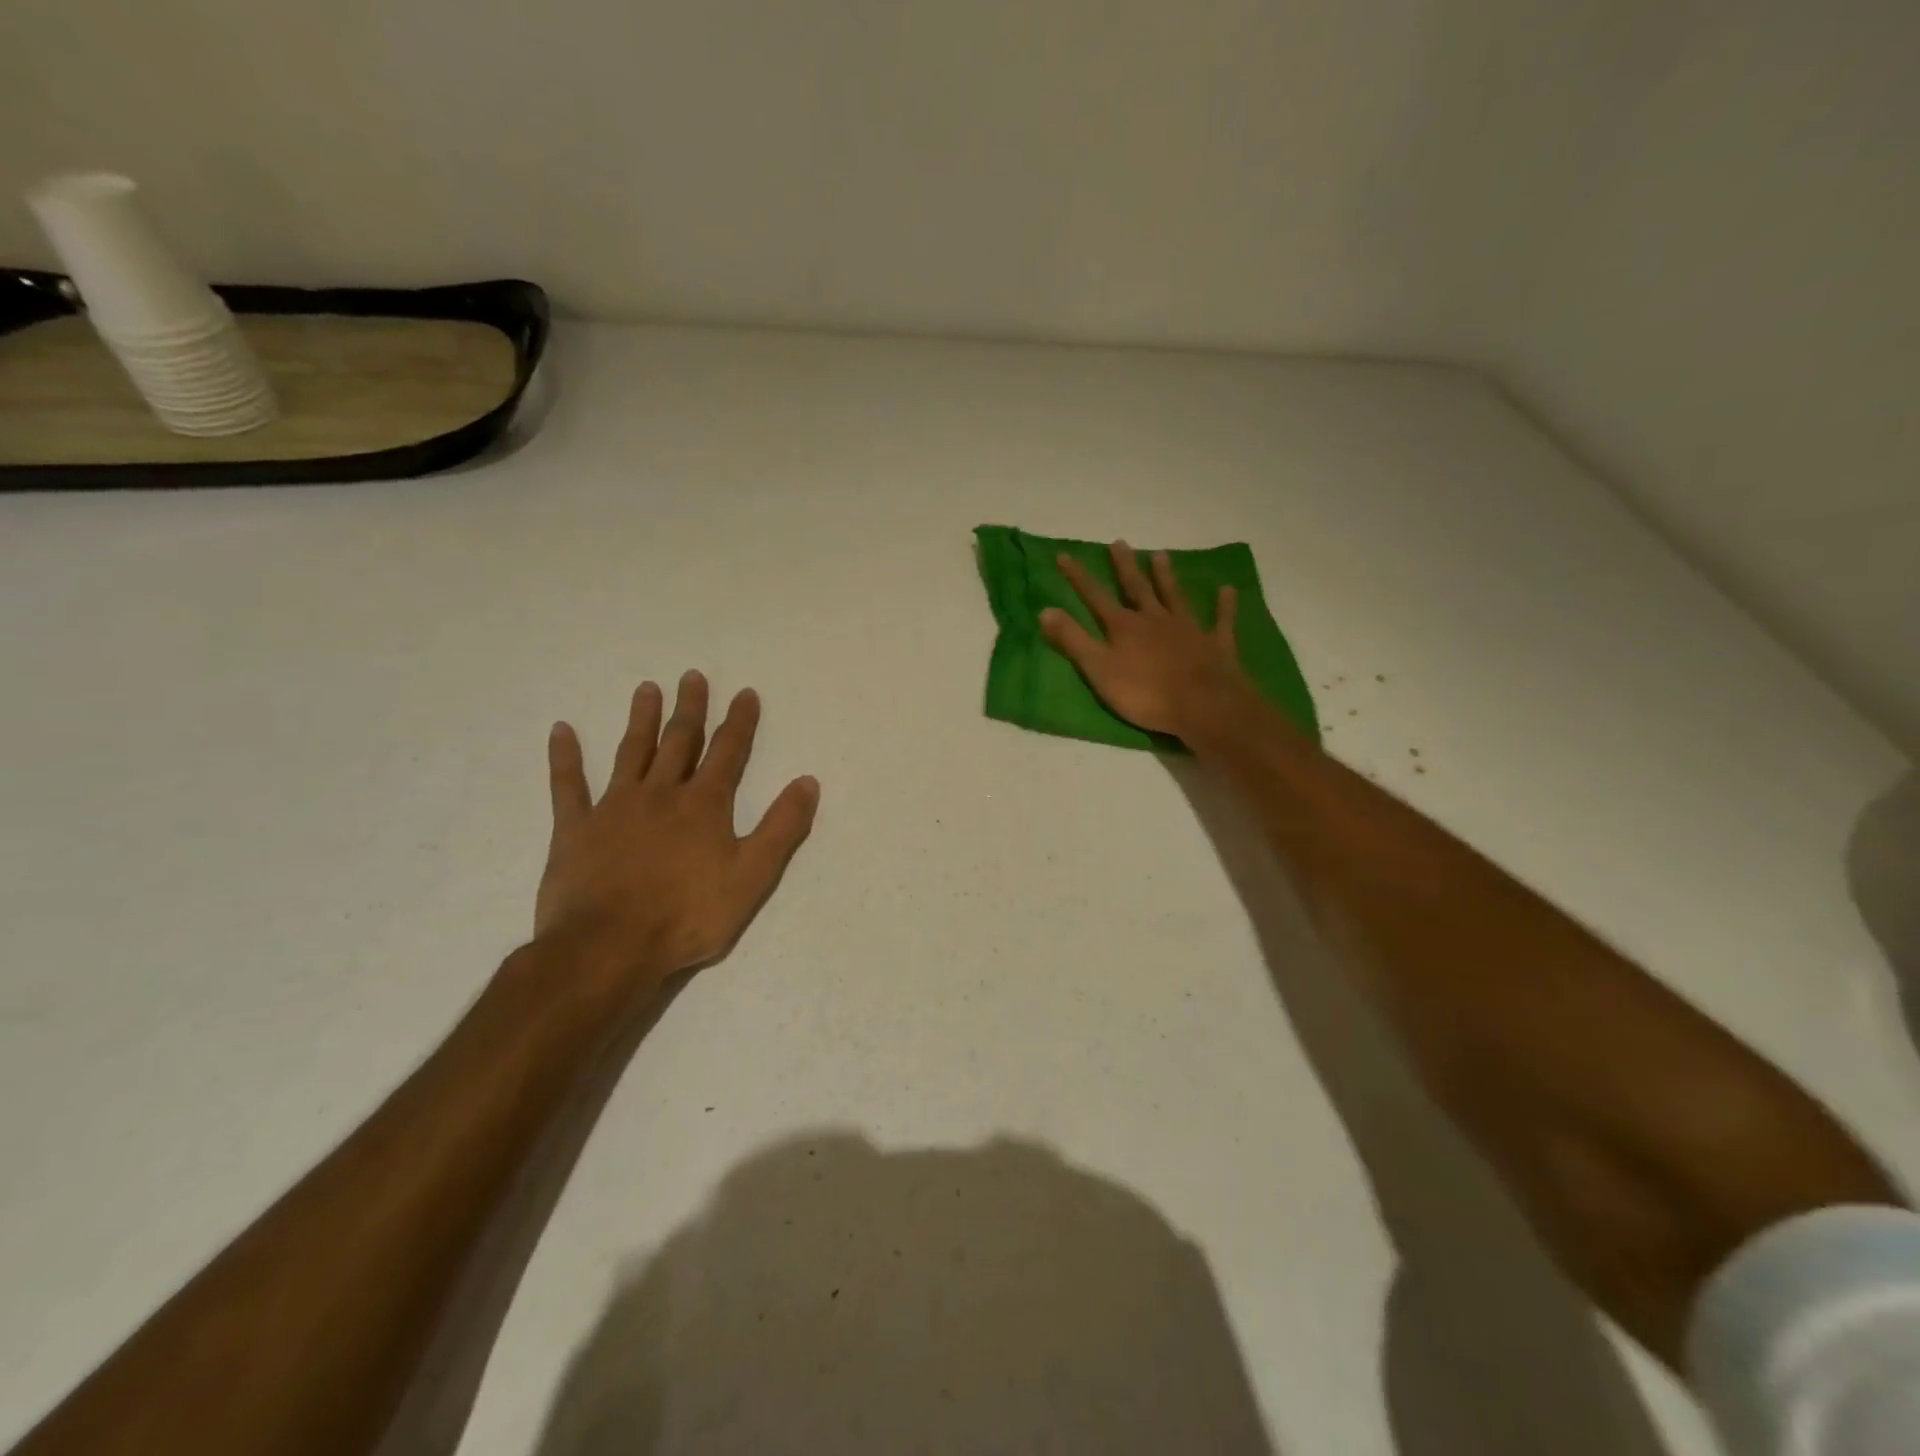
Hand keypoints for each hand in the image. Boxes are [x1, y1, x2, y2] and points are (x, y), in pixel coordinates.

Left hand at [535, 671, 819, 989]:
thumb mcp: (753, 876)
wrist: (609, 947)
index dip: (739, 721)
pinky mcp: (575, 828)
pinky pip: (567, 785)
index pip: (728, 752)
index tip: (745, 692)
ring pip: (631, 752)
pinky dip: (564, 757)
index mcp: (704, 805)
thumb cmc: (688, 915)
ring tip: (647, 688)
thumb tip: (808, 781)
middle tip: (692, 676)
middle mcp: (661, 794)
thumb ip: (782, 827)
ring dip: (641, 719)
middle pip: (679, 741)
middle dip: (690, 708)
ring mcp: (614, 807)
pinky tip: (561, 730)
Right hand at [1040, 542, 1253, 739]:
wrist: (1203, 706)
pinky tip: (1227, 589)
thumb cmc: (1145, 694)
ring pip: (1174, 596)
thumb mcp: (1099, 670)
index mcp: (1124, 627)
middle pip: (1137, 588)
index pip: (1095, 597)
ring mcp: (1188, 629)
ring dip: (1166, 576)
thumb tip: (1045, 610)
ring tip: (1160, 554)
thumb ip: (1073, 641)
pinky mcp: (1215, 644)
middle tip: (1119, 542)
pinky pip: (1220, 620)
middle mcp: (1155, 619)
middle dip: (1125, 566)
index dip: (1078, 577)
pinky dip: (1223, 605)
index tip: (1064, 555)